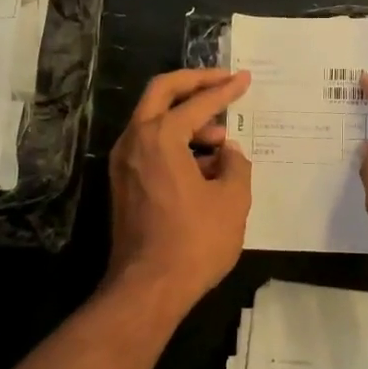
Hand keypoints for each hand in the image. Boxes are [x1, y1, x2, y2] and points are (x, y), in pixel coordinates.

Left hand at [107, 68, 252, 308]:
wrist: (148, 288)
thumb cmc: (194, 242)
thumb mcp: (233, 201)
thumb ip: (236, 165)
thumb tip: (229, 153)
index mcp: (160, 137)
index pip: (197, 103)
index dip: (224, 90)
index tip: (245, 79)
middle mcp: (134, 141)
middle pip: (161, 93)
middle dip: (194, 83)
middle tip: (223, 82)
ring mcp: (123, 163)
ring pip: (153, 121)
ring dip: (186, 119)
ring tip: (221, 139)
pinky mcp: (122, 183)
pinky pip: (149, 147)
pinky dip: (175, 142)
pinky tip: (203, 164)